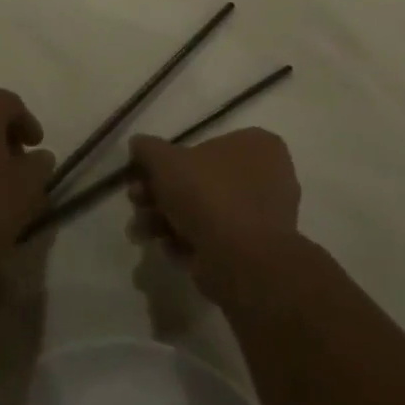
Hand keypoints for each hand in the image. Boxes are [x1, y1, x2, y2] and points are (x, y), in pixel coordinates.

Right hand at [127, 129, 302, 300]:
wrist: (240, 260)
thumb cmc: (207, 196)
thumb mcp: (165, 161)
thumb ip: (148, 149)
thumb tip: (138, 144)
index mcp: (256, 146)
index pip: (203, 145)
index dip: (166, 161)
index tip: (140, 176)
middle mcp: (267, 176)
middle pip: (199, 180)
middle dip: (160, 194)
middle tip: (137, 202)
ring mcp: (262, 216)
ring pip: (203, 211)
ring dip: (165, 219)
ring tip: (142, 231)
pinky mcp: (253, 250)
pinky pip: (213, 238)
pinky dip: (187, 241)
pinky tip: (169, 248)